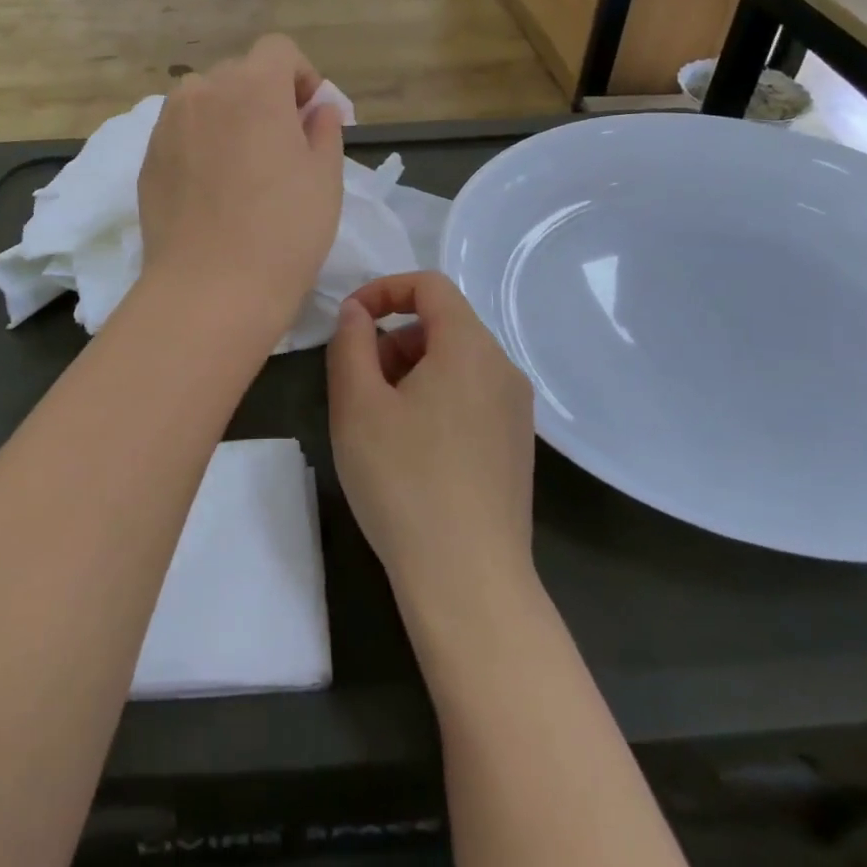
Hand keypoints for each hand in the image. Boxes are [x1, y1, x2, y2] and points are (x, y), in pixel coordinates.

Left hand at [137, 35, 344, 330]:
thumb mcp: (325, 177)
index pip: (278, 50)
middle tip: (281, 145)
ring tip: (243, 165)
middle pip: (240, 73)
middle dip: (265, 96)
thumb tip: (317, 109)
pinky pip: (181, 132)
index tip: (309, 115)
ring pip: (205, 101)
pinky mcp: (148, 158)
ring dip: (229, 116)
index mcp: (253, 86)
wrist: (210, 288)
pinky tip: (212, 188)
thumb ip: (324, 129)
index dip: (300, 75)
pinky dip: (201, 142)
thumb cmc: (284, 230)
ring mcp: (168, 124)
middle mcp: (204, 92)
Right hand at [328, 272, 537, 611]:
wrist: (469, 582)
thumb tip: (358, 313)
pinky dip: (435, 397)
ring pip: (456, 361)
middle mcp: (502, 368)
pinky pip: (471, 395)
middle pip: (443, 323)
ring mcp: (516, 409)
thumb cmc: (404, 481)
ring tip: (379, 419)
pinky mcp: (516, 445)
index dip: (384, 290)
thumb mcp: (357, 405)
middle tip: (358, 382)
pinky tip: (411, 448)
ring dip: (411, 369)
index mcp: (470, 347)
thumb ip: (352, 343)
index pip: (429, 285)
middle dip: (394, 338)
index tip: (349, 322)